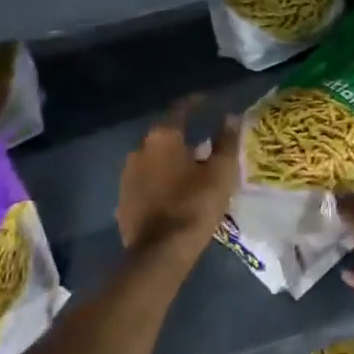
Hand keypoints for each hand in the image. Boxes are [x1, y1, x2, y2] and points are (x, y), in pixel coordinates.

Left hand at [117, 98, 240, 251]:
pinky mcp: (123, 198)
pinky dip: (160, 180)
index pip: (180, 109)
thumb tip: (230, 117)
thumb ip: (226, 141)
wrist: (160, 252)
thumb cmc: (195, 204)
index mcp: (163, 137)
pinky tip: (173, 192)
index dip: (196, 103)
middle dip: (183, 136)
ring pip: (154, 159)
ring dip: (170, 160)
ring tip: (190, 170)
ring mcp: (127, 175)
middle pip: (165, 135)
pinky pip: (146, 180)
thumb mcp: (221, 172)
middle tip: (204, 144)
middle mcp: (139, 149)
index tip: (207, 101)